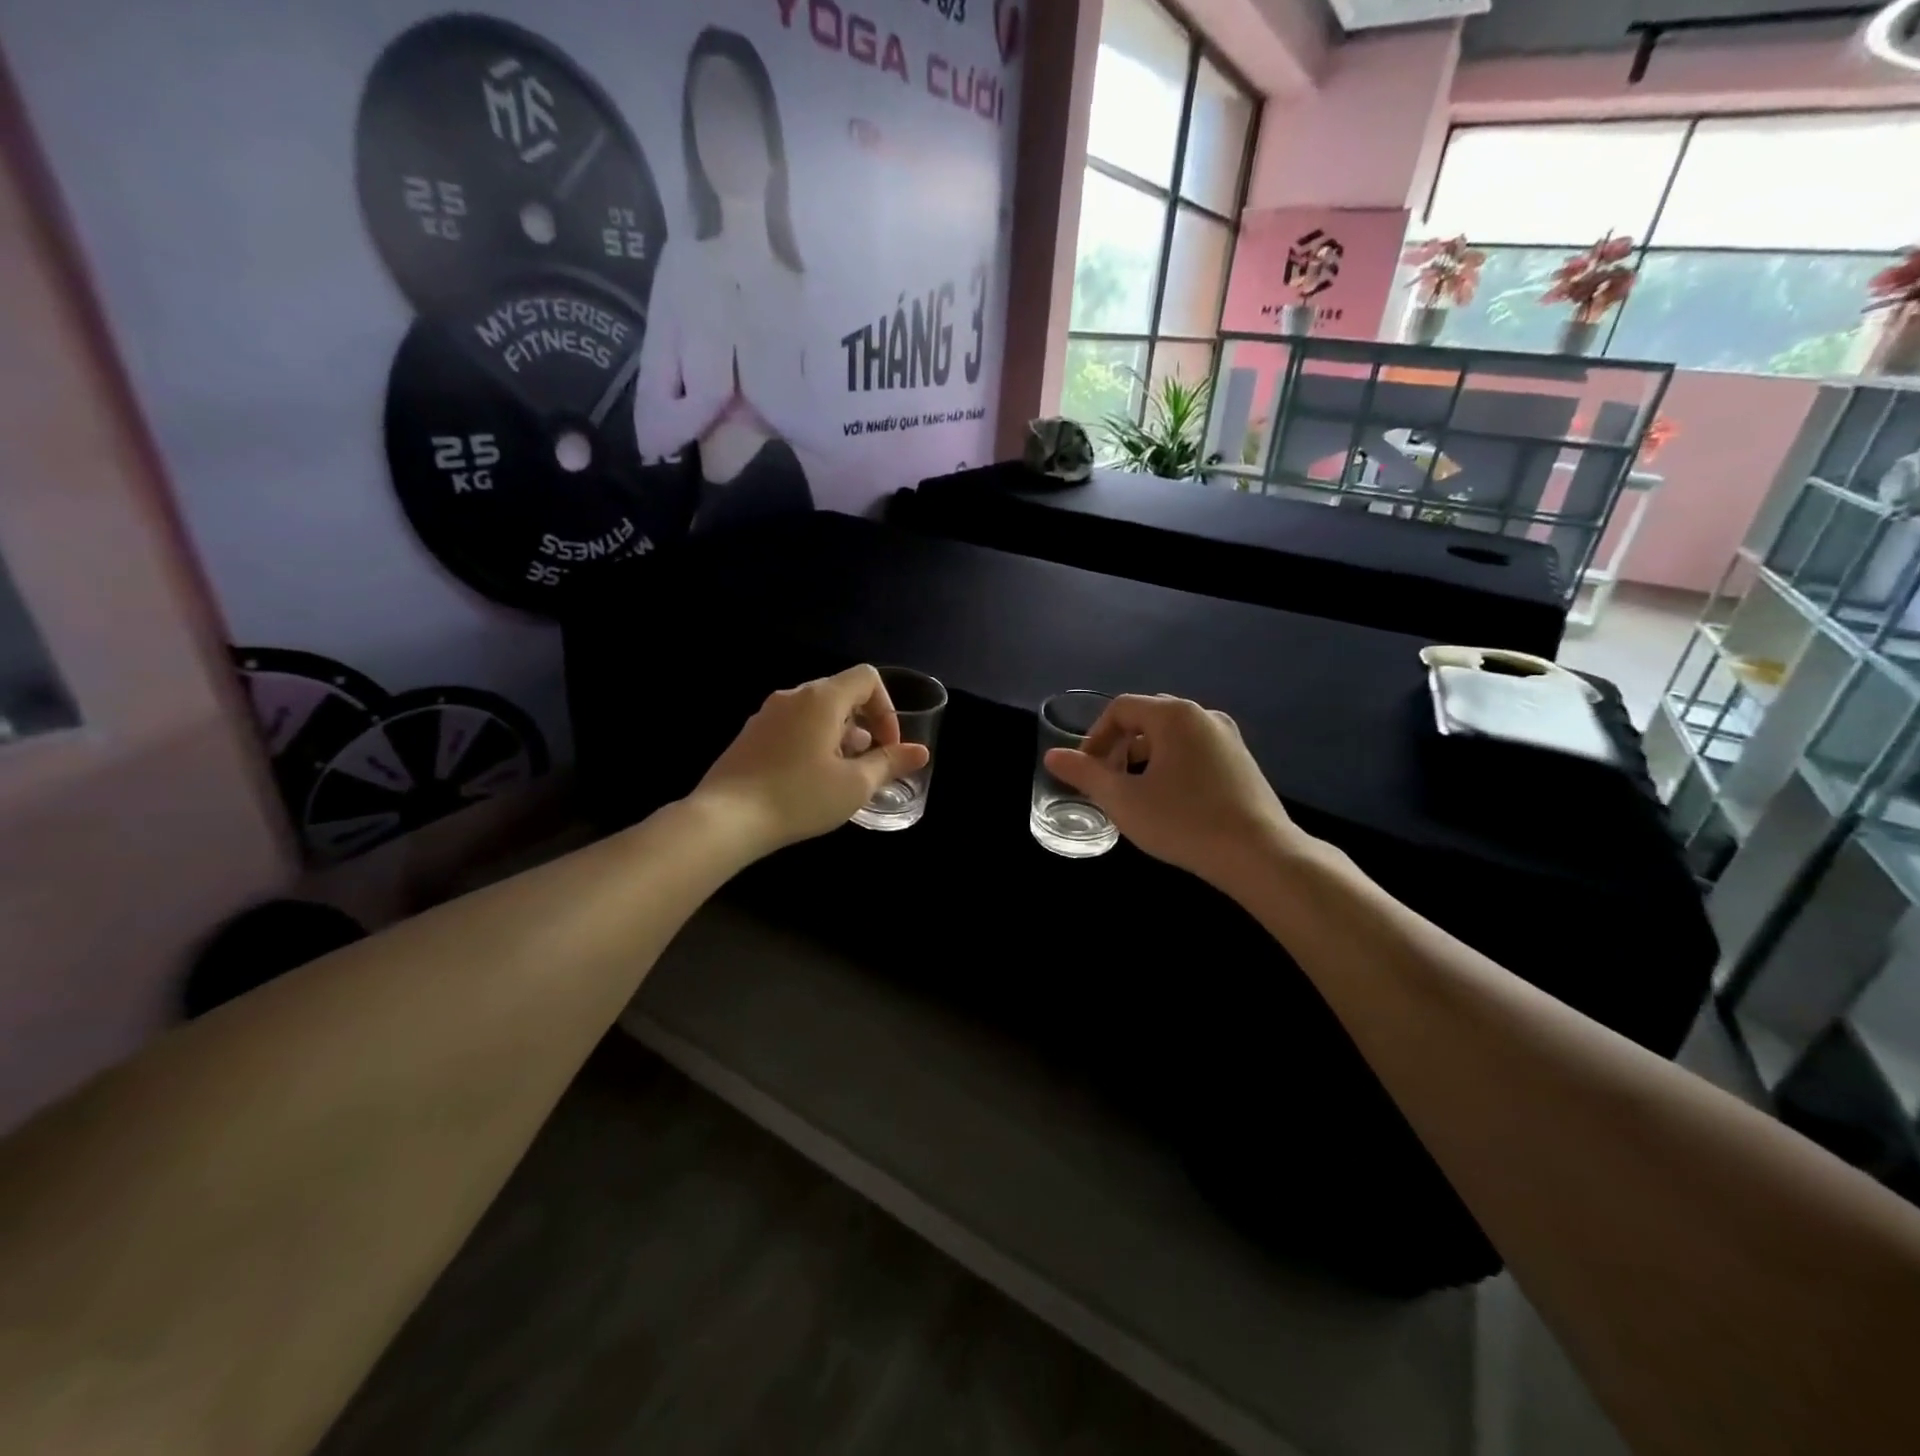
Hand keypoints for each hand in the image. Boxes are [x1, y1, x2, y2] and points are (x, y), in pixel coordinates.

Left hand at [692, 665, 930, 853]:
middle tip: (868, 764)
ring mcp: (767, 714)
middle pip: (841, 693)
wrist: (725, 819)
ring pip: (816, 712)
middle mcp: (793, 696)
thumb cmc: (799, 796)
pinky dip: (812, 742)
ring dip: (839, 736)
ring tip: (841, 775)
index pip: (867, 678)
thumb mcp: (854, 785)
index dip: (887, 709)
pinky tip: (809, 780)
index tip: (887, 746)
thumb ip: (890, 763)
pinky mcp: (750, 735)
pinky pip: (793, 726)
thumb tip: (920, 751)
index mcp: (822, 699)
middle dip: (864, 725)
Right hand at [1043, 694, 1306, 886]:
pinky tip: (1171, 800)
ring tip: (1135, 792)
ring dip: (1145, 756)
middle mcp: (1202, 715)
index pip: (1121, 708)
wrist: (1259, 854)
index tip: (1086, 770)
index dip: (1095, 736)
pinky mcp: (1242, 760)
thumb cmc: (1183, 821)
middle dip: (1119, 745)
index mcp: (1173, 714)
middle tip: (1108, 779)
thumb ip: (1085, 774)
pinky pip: (1195, 749)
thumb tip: (1052, 756)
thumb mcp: (1123, 800)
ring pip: (1172, 735)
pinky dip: (1172, 764)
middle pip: (1147, 717)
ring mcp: (1227, 736)